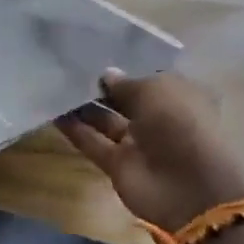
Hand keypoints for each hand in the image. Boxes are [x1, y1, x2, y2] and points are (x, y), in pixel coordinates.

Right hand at [57, 71, 243, 228]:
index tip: (98, 55)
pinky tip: (53, 113)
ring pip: (106, 121)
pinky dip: (75, 130)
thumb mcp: (155, 91)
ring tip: (55, 87)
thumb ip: (126, 83)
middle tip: (69, 68)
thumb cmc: (180, 125)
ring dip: (83, 107)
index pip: (149, 78)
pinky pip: (93, 143)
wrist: (189, 187)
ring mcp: (138, 143)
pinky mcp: (117, 165)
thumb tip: (106, 75)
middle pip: (125, 100)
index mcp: (179, 95)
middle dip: (101, 87)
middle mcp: (159, 118)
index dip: (126, 68)